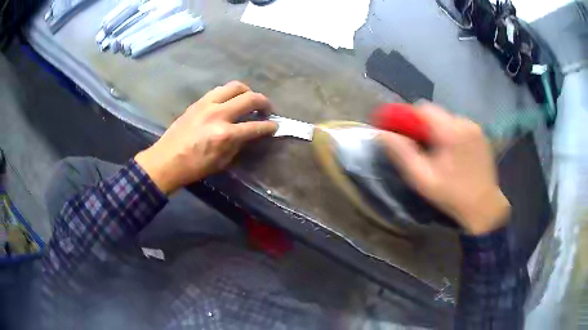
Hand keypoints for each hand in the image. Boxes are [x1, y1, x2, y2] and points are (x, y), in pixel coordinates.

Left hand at [135, 81, 277, 194]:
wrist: (166, 160)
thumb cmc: (194, 166)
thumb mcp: (221, 161)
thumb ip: (238, 144)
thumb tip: (249, 133)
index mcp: (225, 134)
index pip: (255, 126)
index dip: (269, 126)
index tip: (275, 125)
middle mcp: (219, 114)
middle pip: (249, 98)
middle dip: (264, 102)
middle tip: (267, 109)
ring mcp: (207, 104)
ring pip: (235, 86)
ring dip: (247, 91)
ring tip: (249, 100)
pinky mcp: (198, 101)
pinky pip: (220, 90)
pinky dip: (230, 93)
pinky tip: (230, 101)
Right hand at [379, 103, 510, 234]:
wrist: (484, 207)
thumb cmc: (452, 195)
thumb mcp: (422, 179)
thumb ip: (402, 154)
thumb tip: (382, 134)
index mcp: (450, 132)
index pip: (423, 109)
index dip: (408, 116)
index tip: (401, 130)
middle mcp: (464, 123)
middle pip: (435, 112)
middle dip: (423, 124)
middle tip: (419, 146)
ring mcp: (475, 127)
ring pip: (447, 118)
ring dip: (437, 129)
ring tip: (437, 151)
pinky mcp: (481, 134)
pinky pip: (459, 125)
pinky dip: (450, 133)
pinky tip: (452, 152)